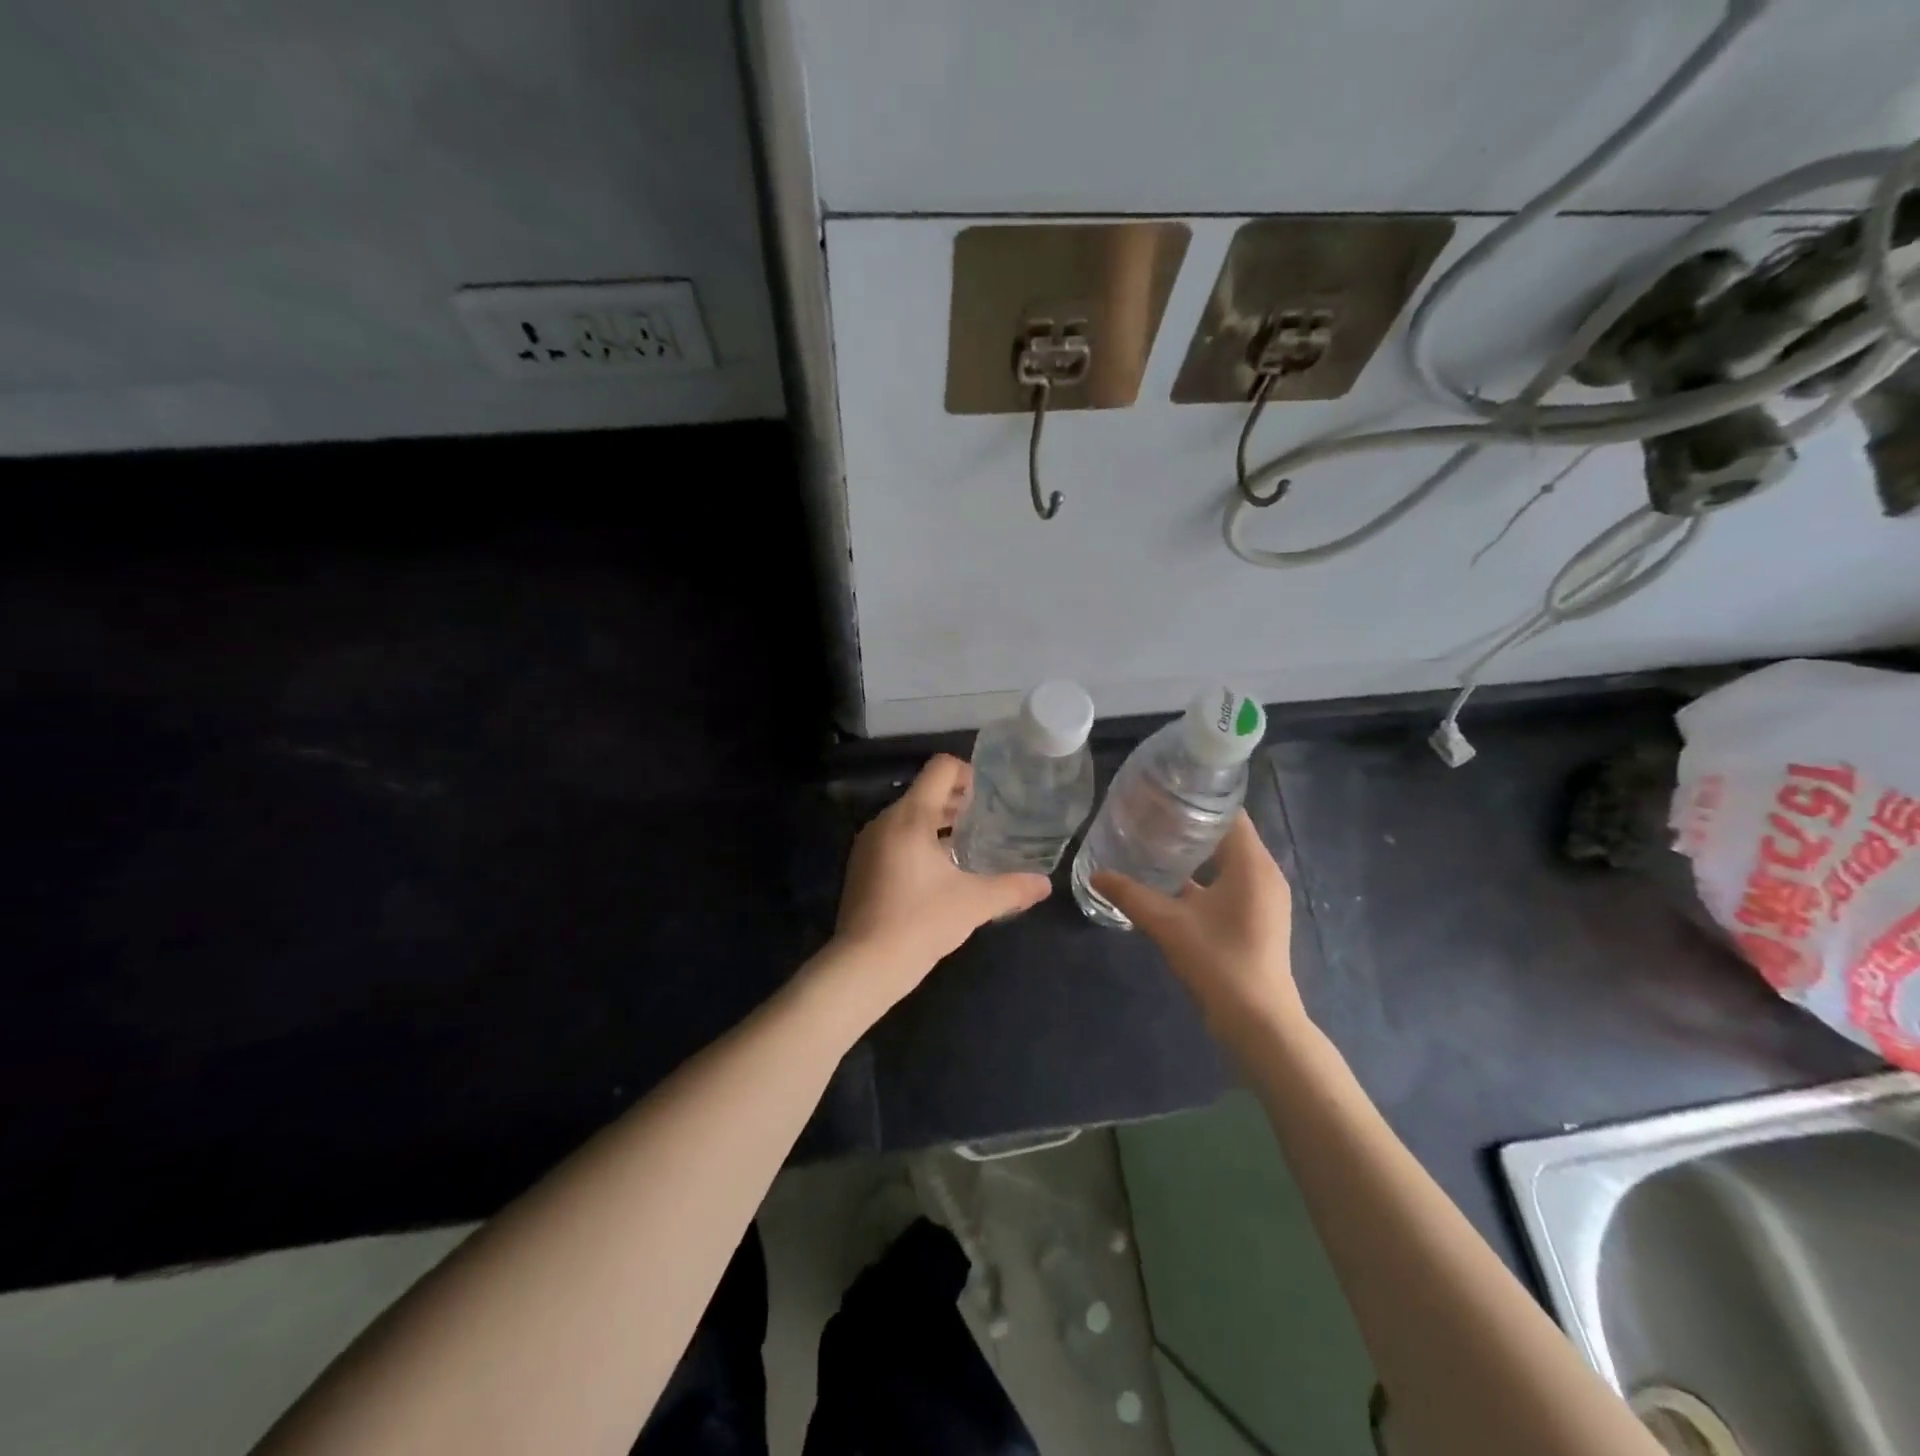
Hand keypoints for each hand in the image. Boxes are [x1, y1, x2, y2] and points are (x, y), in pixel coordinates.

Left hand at [831, 755, 1052, 1002]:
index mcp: (910, 816)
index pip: (941, 768)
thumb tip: (1045, 884)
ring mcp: (869, 843)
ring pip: (909, 816)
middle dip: (958, 802)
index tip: (991, 797)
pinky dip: (919, 842)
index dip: (969, 773)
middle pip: (926, 791)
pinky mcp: (862, 865)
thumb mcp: (974, 903)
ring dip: (939, 823)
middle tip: (989, 821)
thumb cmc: (921, 922)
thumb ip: (1013, 888)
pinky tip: (940, 872)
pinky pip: (895, 837)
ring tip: (969, 845)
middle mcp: (885, 820)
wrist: (864, 964)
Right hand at [1091, 813, 1304, 1036]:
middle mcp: (1264, 873)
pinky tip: (1170, 882)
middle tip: (1149, 816)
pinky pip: (1230, 881)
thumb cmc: (1218, 962)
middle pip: (1227, 834)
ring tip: (1154, 843)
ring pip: (1228, 860)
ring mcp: (1263, 898)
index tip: (1161, 794)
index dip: (1196, 800)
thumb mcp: (1167, 924)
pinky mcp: (1257, 917)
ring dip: (1196, 852)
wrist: (1258, 1023)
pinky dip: (1204, 876)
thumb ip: (1130, 895)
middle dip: (1190, 825)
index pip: (1229, 813)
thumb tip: (1095, 874)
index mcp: (1252, 864)